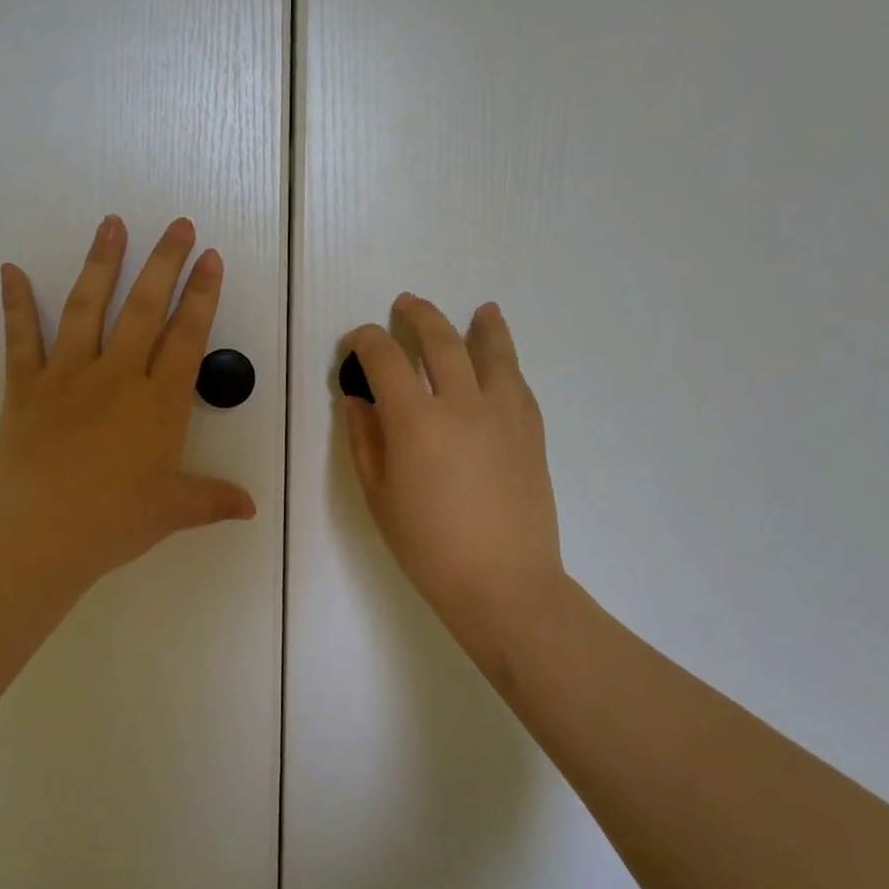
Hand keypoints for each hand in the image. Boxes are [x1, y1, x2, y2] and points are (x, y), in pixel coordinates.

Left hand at [0, 215, 255, 596]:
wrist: (43, 537)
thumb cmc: (116, 521)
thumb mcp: (174, 510)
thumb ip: (214, 499)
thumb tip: (251, 508)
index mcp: (159, 402)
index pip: (187, 336)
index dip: (202, 294)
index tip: (210, 258)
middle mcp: (117, 376)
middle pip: (145, 308)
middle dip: (164, 263)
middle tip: (177, 226)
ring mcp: (68, 376)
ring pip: (87, 308)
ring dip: (101, 263)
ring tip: (111, 224)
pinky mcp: (26, 388)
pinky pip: (20, 339)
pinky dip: (16, 304)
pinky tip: (10, 269)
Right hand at [341, 295, 566, 640]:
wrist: (504, 583)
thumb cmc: (429, 547)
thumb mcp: (379, 496)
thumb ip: (364, 441)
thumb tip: (357, 401)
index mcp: (416, 420)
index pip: (386, 359)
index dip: (366, 342)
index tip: (356, 341)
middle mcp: (462, 404)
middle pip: (441, 341)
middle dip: (420, 317)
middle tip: (407, 304)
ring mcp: (504, 415)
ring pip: (494, 354)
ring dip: (484, 327)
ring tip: (483, 310)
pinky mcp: (531, 433)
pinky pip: (519, 385)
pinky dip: (508, 365)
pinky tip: (504, 363)